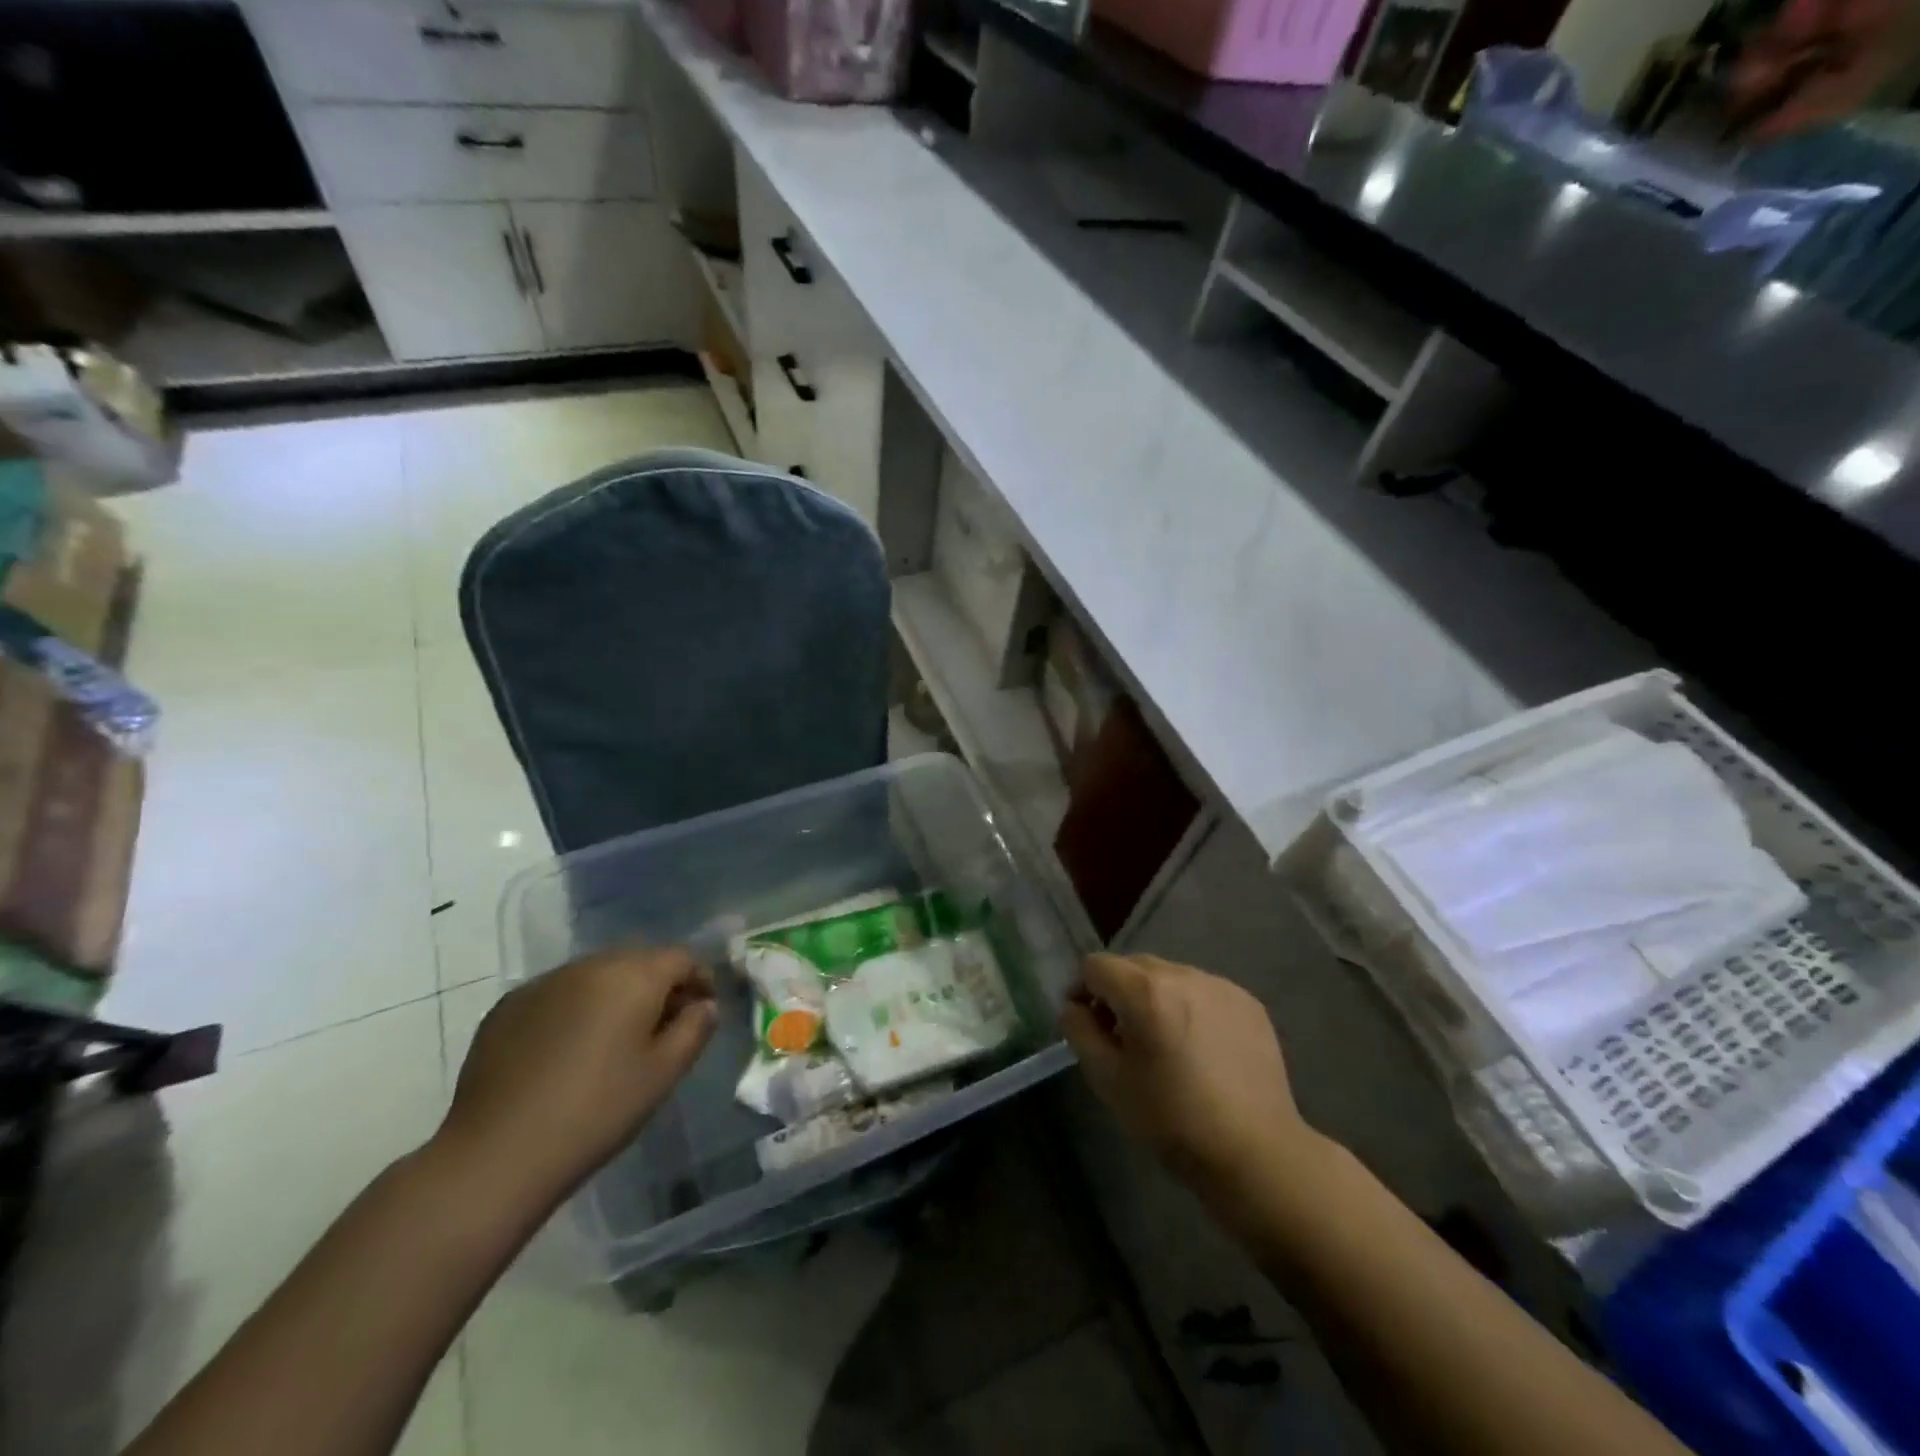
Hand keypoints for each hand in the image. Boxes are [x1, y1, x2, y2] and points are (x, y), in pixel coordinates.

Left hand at [433, 944, 717, 1216]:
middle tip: (662, 1026)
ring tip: (614, 1039)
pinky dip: (575, 1008)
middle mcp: (590, 965)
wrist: (498, 1154)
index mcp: (634, 975)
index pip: (681, 957)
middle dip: (658, 984)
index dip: (700, 979)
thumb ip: (695, 1029)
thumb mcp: (663, 1074)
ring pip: (596, 974)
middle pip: (638, 960)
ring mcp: (544, 983)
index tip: (702, 1010)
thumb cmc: (597, 1111)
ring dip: (615, 994)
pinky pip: (558, 994)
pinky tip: (568, 1050)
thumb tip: (705, 1005)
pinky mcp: (508, 1007)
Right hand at [1061, 954, 1320, 1196]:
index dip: (1082, 991)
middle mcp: (1183, 974)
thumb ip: (1079, 1031)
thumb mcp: (1108, 1080)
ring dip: (1155, 999)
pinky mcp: (1248, 1002)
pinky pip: (1203, 991)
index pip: (1095, 966)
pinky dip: (1190, 1009)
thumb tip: (1073, 1007)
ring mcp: (1220, 985)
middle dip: (1118, 994)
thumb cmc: (1171, 1119)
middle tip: (1123, 1039)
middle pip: (1133, 966)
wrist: (1256, 1153)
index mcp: (1145, 991)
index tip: (1087, 1026)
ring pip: (1169, 977)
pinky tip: (1200, 1050)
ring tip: (1165, 1045)